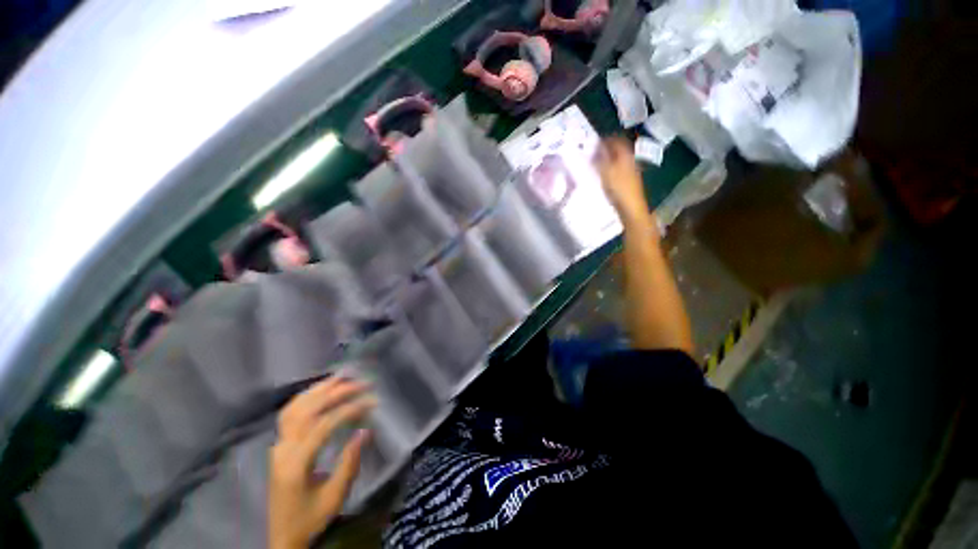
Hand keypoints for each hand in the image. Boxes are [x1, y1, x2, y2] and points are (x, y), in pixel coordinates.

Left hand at [269, 377, 375, 548]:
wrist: (282, 536)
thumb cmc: (310, 518)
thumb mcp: (335, 496)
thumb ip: (349, 462)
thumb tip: (365, 430)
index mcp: (296, 464)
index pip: (323, 425)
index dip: (348, 409)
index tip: (371, 400)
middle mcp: (283, 449)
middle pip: (308, 410)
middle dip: (337, 392)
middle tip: (362, 382)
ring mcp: (278, 445)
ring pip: (295, 407)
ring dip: (320, 389)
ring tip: (342, 375)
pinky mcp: (279, 444)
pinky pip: (289, 413)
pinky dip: (306, 396)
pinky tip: (321, 389)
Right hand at [594, 137, 650, 225]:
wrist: (631, 209)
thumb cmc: (619, 189)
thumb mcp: (607, 172)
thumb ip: (600, 159)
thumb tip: (595, 148)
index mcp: (625, 156)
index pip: (617, 141)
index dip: (606, 140)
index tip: (595, 142)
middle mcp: (630, 161)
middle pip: (618, 150)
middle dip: (607, 149)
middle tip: (594, 152)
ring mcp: (630, 172)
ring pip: (618, 160)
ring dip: (608, 160)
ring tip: (596, 164)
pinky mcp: (628, 182)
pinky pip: (618, 170)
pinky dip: (610, 169)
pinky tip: (603, 176)